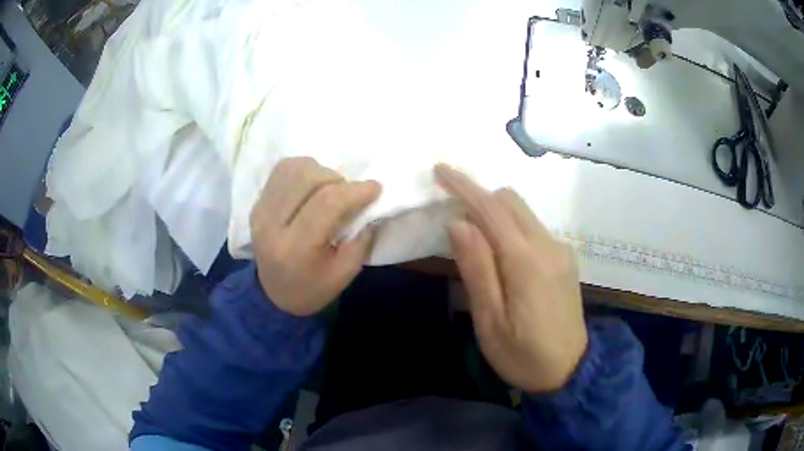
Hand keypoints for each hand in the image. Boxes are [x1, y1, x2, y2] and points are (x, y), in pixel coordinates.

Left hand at [250, 157, 380, 315]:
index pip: (326, 204)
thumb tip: (370, 205)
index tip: (375, 188)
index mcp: (294, 249)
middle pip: (308, 179)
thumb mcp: (345, 274)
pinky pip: (282, 170)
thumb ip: (361, 240)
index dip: (355, 191)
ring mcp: (260, 210)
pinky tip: (312, 185)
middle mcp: (271, 224)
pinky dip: (303, 170)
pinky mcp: (257, 202)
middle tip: (349, 195)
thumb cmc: (313, 288)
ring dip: (320, 172)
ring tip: (329, 189)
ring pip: (294, 168)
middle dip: (338, 180)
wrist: (274, 294)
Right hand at [435, 164, 587, 392]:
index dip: (464, 186)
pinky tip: (499, 251)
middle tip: (451, 211)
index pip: (492, 209)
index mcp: (527, 261)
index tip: (441, 170)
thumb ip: (477, 269)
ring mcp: (560, 251)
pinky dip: (510, 226)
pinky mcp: (564, 260)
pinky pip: (533, 228)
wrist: (570, 371)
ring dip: (495, 211)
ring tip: (472, 233)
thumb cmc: (522, 355)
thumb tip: (458, 222)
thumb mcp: (490, 321)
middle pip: (511, 201)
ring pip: (523, 212)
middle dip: (479, 196)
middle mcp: (548, 245)